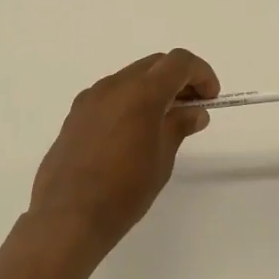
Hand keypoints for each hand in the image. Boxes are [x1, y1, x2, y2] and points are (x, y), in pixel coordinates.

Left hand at [30, 49, 218, 257]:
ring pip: (130, 77)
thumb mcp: (162, 159)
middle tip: (192, 107)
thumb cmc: (124, 190)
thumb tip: (195, 112)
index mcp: (141, 92)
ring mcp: (91, 97)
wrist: (68, 216)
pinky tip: (132, 132)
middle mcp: (114, 85)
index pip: (179, 62)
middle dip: (178, 79)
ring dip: (152, 89)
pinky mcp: (75, 114)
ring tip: (163, 121)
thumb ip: (179, 126)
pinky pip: (110, 95)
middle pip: (154, 65)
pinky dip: (129, 100)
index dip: (201, 73)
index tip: (210, 98)